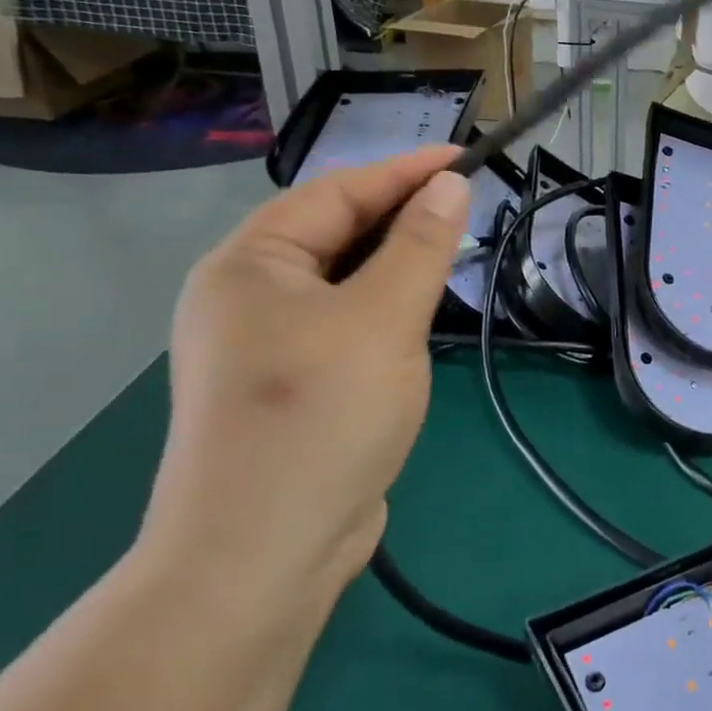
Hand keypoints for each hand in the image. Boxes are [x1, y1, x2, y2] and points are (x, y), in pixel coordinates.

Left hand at [143, 150, 470, 606]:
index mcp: (250, 265)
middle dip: (399, 217)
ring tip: (449, 255)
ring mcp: (263, 346)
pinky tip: (416, 319)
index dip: (404, 171)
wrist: (263, 552)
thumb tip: (449, 185)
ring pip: (342, 284)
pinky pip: (343, 326)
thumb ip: (420, 247)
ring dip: (394, 266)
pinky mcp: (289, 387)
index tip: (465, 158)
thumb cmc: (321, 416)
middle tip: (466, 208)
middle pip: (333, 234)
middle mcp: (246, 297)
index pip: (336, 193)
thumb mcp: (383, 320)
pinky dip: (383, 311)